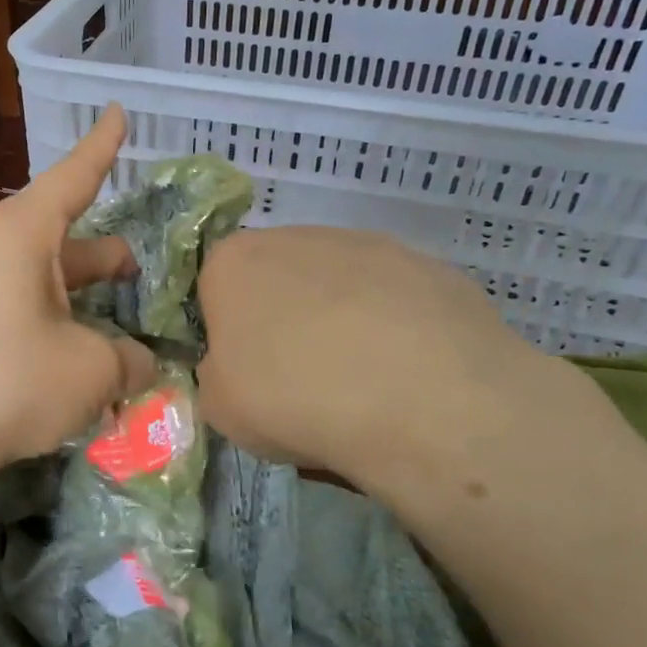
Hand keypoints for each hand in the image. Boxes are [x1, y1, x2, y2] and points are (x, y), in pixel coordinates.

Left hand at [0, 104, 157, 475]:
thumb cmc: (13, 383)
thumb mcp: (92, 370)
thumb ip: (129, 360)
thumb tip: (141, 365)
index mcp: (19, 233)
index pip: (72, 177)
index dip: (102, 148)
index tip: (118, 112)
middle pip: (56, 234)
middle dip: (100, 254)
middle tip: (136, 271)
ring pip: (31, 272)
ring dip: (72, 291)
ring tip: (106, 317)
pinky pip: (4, 298)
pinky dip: (40, 313)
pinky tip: (59, 350)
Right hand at [195, 226, 609, 515]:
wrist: (419, 399)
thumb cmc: (294, 398)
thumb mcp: (220, 409)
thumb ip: (217, 377)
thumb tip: (238, 370)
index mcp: (235, 262)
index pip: (215, 289)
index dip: (228, 334)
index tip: (247, 374)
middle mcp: (299, 236)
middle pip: (280, 280)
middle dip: (286, 323)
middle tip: (302, 382)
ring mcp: (371, 246)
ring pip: (342, 287)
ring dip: (342, 324)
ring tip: (364, 386)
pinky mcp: (431, 267)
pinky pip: (397, 302)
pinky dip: (397, 332)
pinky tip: (409, 377)